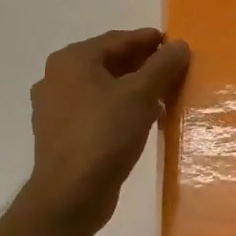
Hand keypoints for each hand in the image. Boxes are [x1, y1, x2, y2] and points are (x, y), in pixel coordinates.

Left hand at [21, 29, 190, 231]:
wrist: (71, 195)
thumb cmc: (105, 134)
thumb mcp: (141, 94)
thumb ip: (162, 65)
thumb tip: (179, 45)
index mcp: (71, 61)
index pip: (117, 40)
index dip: (149, 40)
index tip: (175, 45)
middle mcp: (57, 78)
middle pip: (108, 62)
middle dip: (142, 65)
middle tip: (173, 70)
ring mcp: (55, 108)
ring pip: (103, 87)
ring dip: (133, 88)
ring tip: (163, 95)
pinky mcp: (61, 134)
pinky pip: (96, 110)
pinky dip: (119, 108)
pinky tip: (142, 119)